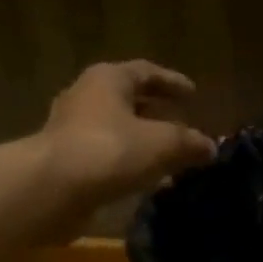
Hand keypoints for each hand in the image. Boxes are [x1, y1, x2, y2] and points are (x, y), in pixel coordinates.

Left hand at [39, 60, 215, 204]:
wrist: (52, 189)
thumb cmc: (110, 152)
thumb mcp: (162, 144)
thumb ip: (189, 143)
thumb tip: (210, 147)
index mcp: (108, 79)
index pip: (146, 72)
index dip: (172, 82)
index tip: (193, 94)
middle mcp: (86, 97)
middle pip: (128, 100)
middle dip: (157, 113)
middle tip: (181, 125)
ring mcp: (71, 130)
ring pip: (116, 130)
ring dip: (142, 142)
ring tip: (167, 158)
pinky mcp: (66, 161)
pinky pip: (105, 156)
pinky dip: (127, 164)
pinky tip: (145, 181)